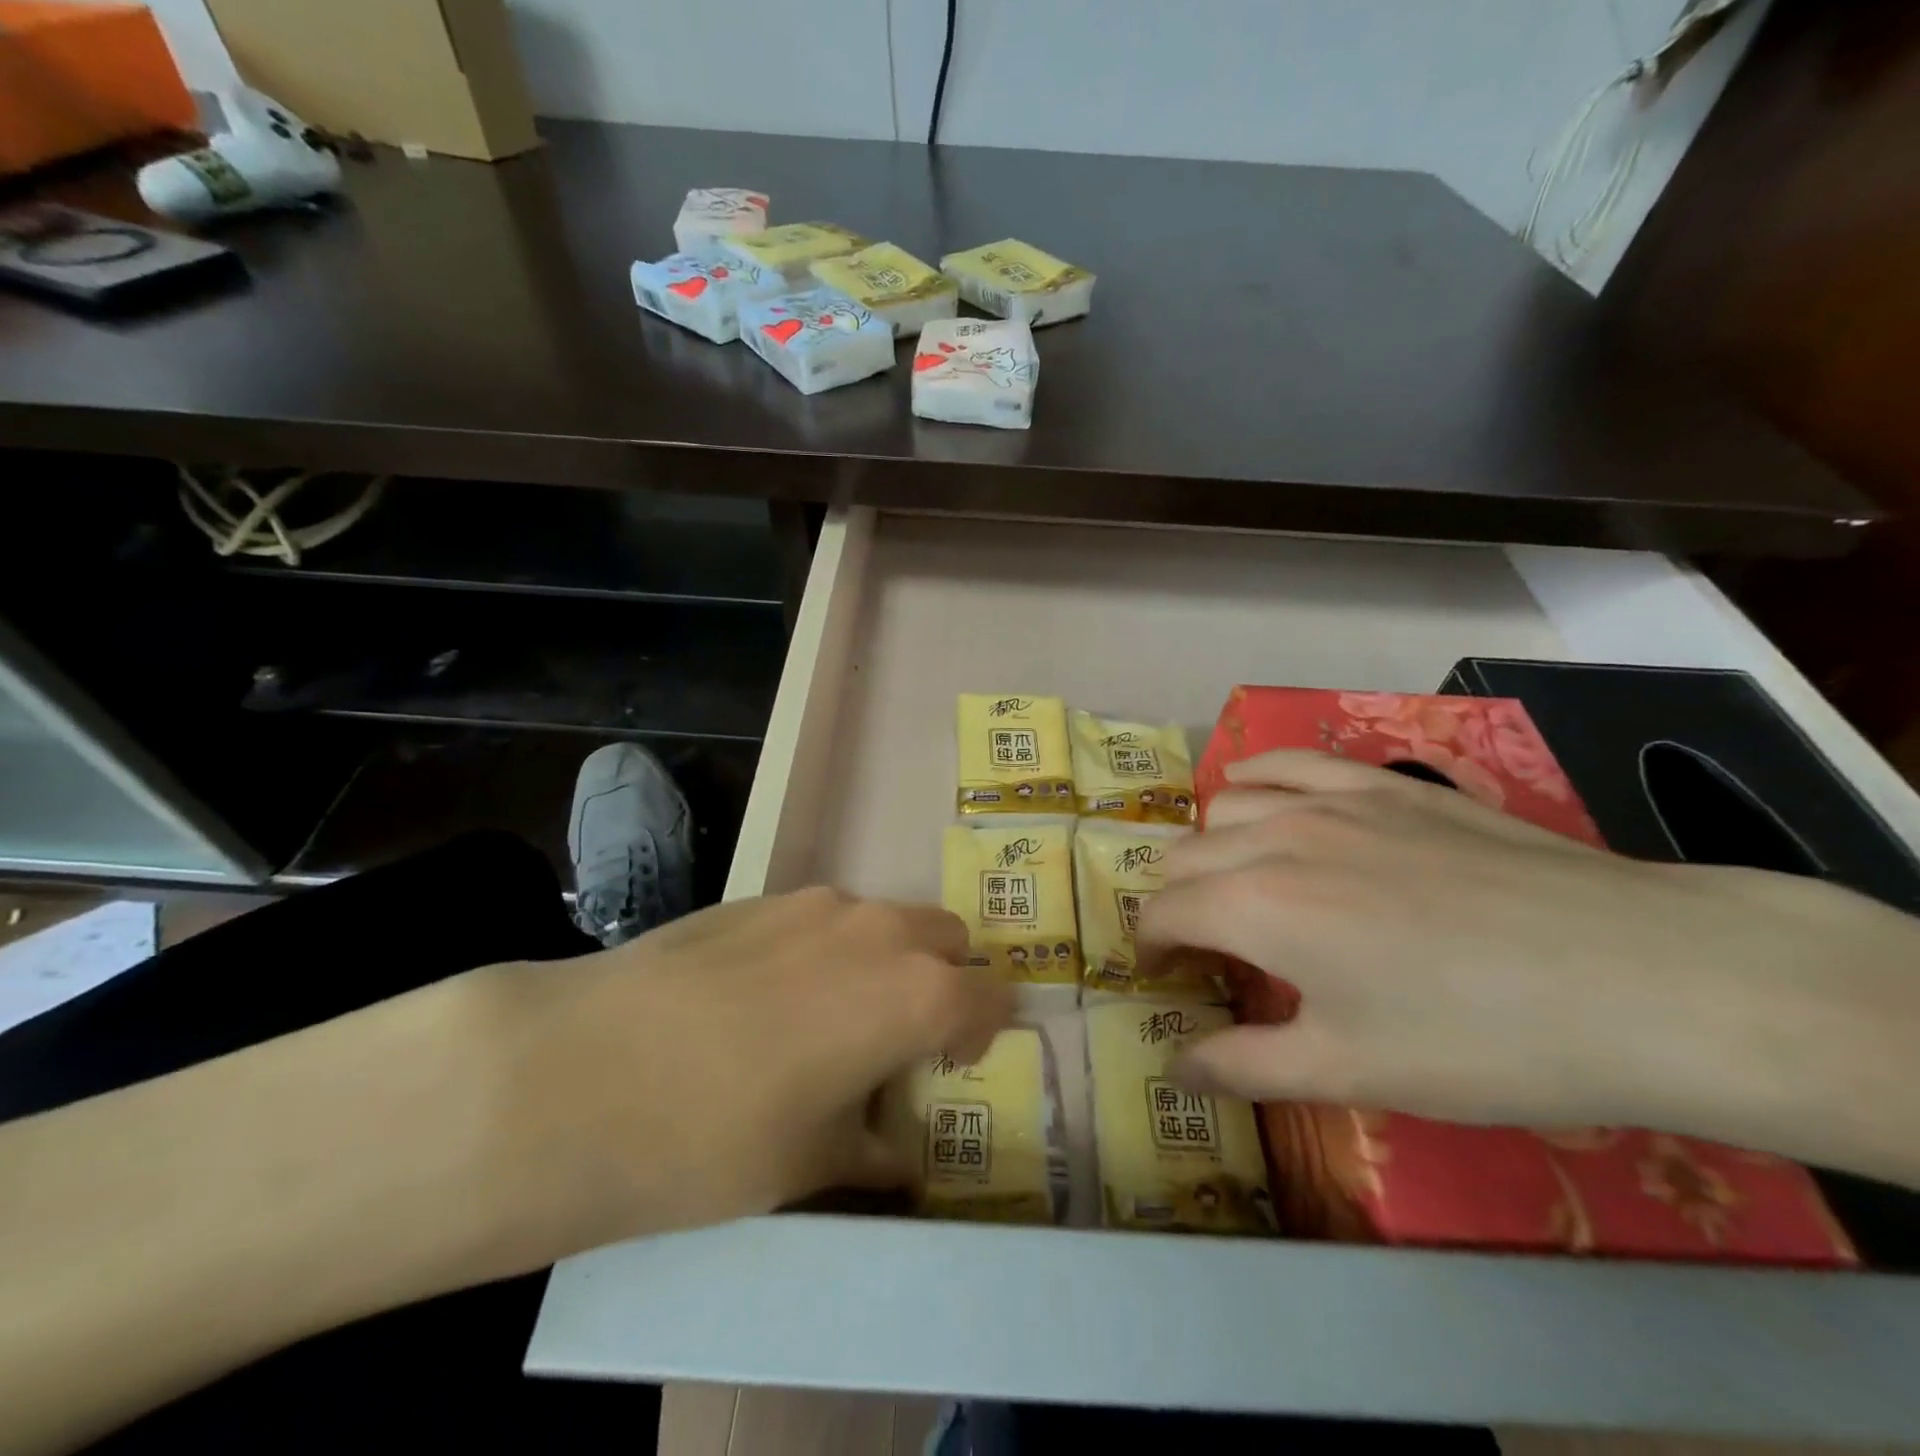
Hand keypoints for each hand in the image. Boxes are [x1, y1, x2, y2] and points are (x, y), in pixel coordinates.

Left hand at [478, 888, 1012, 1261]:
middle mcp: (879, 932)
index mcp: (915, 994)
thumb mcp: (809, 1164)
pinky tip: (761, 996)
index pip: (988, 998)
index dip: (983, 1031)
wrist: (580, 1071)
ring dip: (881, 960)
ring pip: (882, 921)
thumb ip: (870, 1150)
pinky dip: (824, 948)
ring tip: (823, 1017)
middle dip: (940, 979)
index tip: (955, 1063)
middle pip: (945, 938)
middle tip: (896, 1036)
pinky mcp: (760, 896)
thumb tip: (893, 1155)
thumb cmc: (716, 1137)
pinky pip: (822, 917)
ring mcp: (817, 904)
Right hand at [1139, 751, 1919, 1181]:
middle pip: (1184, 857)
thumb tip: (1175, 1067)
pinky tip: (1262, 797)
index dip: (1152, 950)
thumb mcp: (1352, 1071)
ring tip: (1241, 884)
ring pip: (1226, 805)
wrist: (1643, 976)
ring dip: (1212, 847)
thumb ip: (1245, 1066)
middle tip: (1209, 949)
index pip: (1162, 914)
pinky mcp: (1384, 782)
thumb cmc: (1483, 1038)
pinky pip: (1289, 762)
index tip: (1168, 979)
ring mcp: (1330, 799)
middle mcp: (1275, 837)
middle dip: (1177, 904)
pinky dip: (1257, 780)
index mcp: (1256, 906)